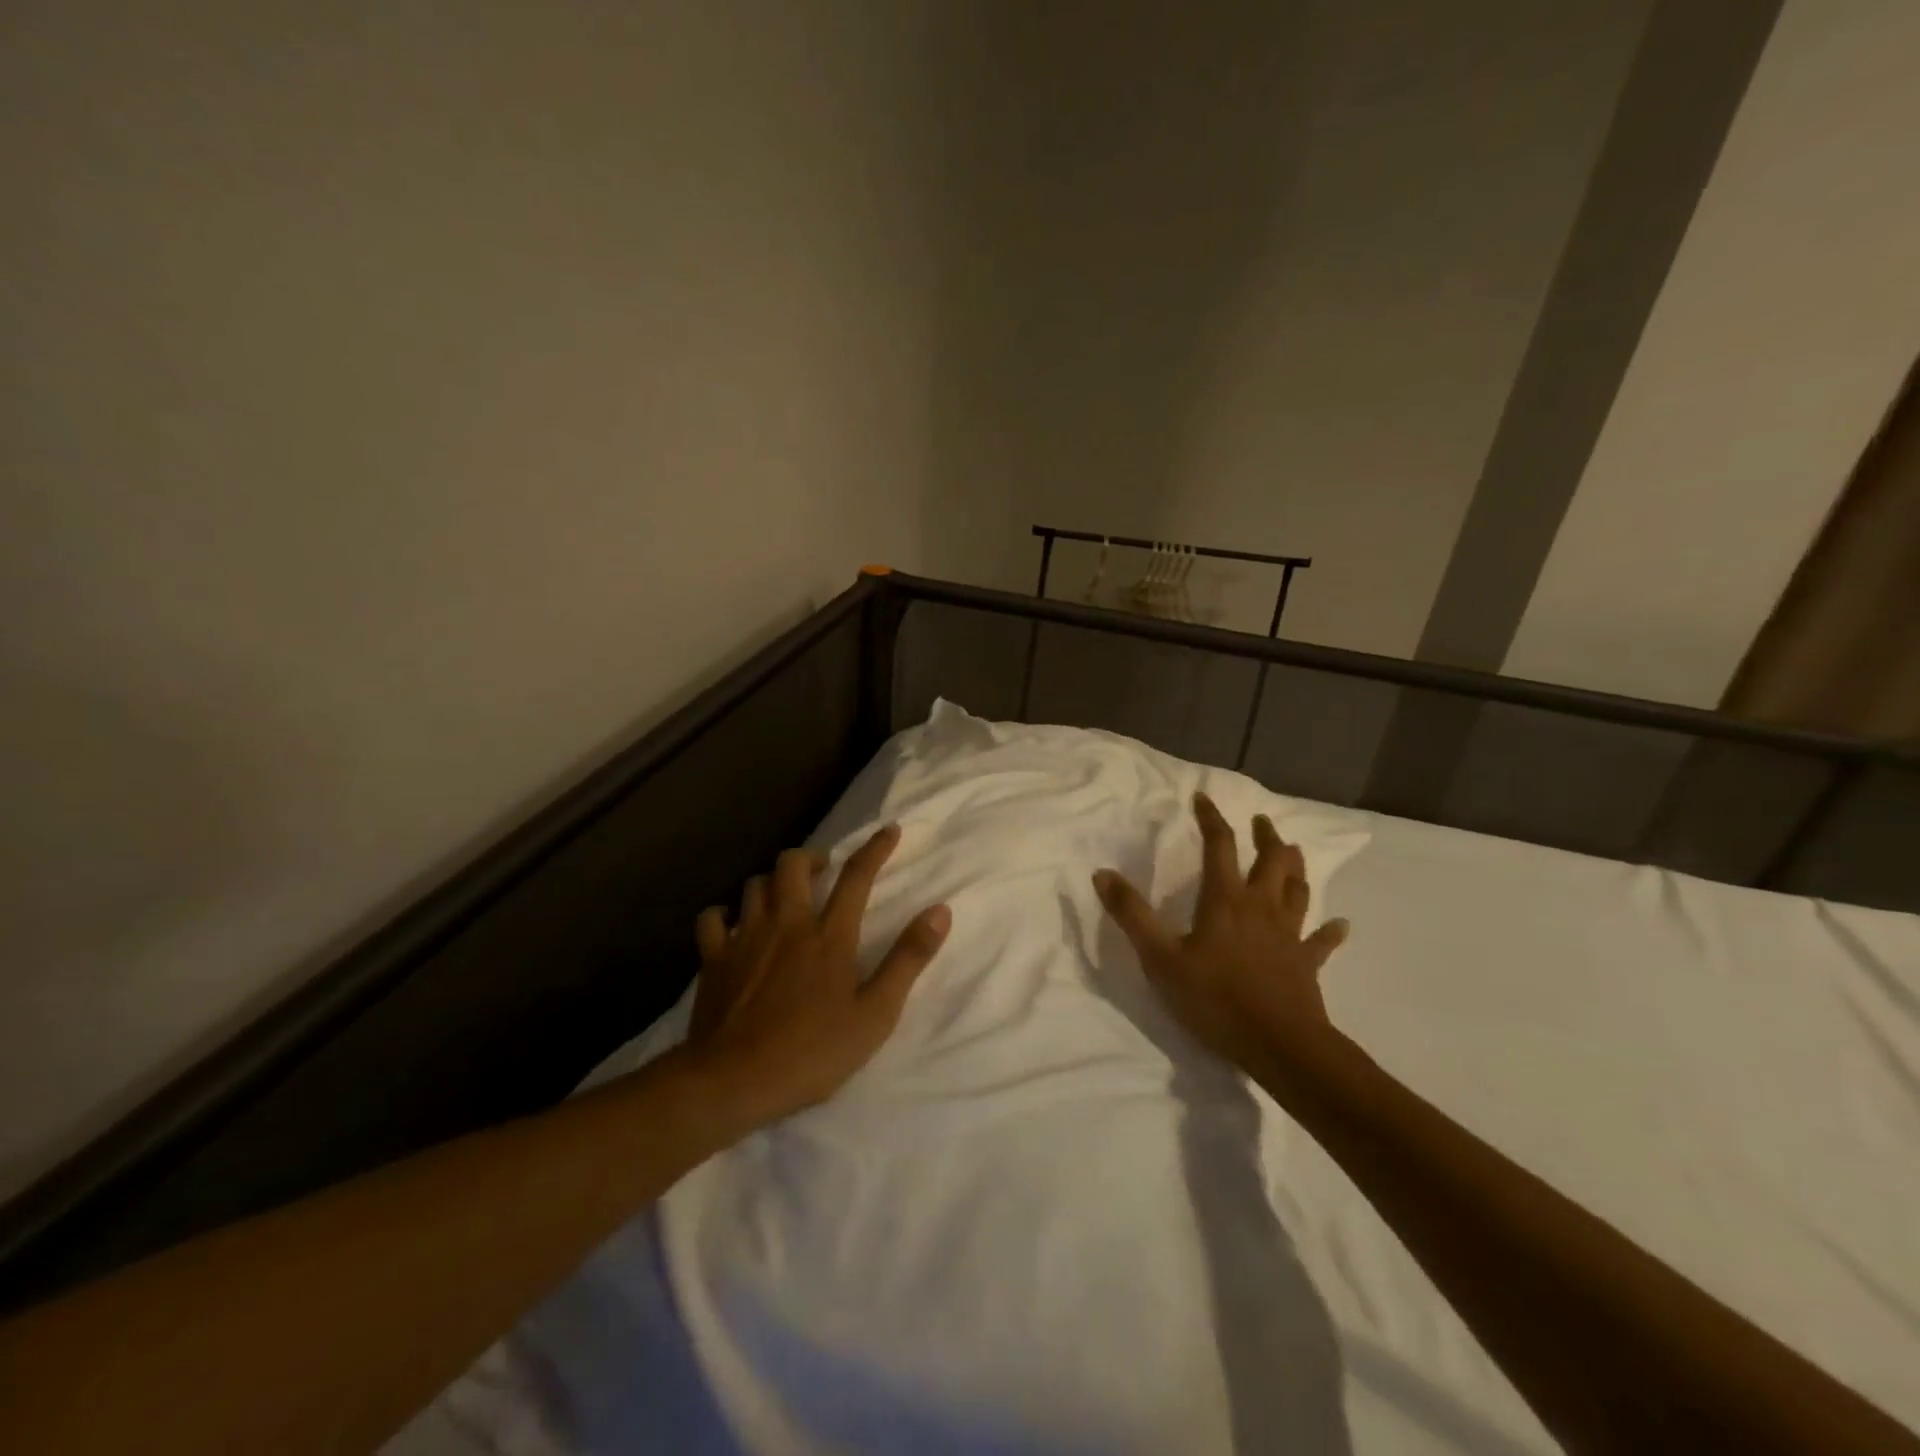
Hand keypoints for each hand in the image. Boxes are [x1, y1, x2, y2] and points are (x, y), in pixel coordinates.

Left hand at [681, 825, 950, 1127]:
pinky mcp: (713, 959)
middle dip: (810, 857)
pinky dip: (724, 914)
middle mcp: (787, 923)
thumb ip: (908, 959)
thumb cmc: (812, 1052)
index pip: (857, 876)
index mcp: (829, 935)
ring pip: (754, 884)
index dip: (876, 848)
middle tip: (822, 871)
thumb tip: (940, 911)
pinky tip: (732, 925)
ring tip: (783, 896)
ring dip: (772, 882)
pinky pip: (712, 918)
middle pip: (792, 864)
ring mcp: (745, 937)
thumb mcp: (876, 1014)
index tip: (890, 829)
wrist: (733, 1081)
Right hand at [1093, 792, 1349, 1084]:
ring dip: (1295, 867)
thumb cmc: (1214, 997)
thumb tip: (1102, 873)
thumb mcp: (1160, 957)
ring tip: (1292, 852)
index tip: (1203, 798)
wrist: (1278, 1044)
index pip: (1219, 846)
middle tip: (1261, 821)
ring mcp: (1289, 934)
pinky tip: (1341, 925)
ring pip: (1298, 890)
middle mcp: (1261, 906)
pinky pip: (1322, 942)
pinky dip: (1331, 931)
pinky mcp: (1307, 963)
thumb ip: (1131, 914)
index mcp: (1225, 899)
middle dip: (1266, 836)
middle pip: (1271, 860)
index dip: (1211, 819)